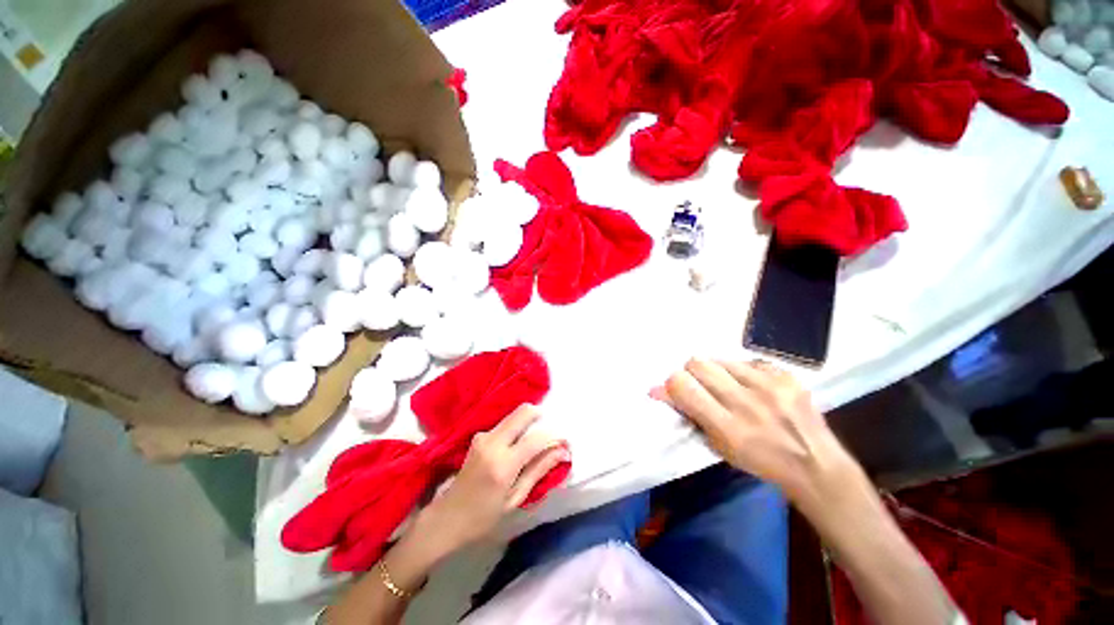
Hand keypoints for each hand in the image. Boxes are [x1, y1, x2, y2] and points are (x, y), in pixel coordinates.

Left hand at [415, 404, 569, 552]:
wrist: (446, 518)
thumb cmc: (483, 517)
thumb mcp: (515, 499)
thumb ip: (539, 470)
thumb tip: (562, 451)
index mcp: (503, 464)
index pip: (536, 439)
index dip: (554, 437)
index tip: (564, 442)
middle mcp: (492, 442)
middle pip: (523, 412)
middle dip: (540, 416)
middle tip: (549, 433)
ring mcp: (483, 436)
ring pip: (514, 415)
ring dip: (528, 423)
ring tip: (533, 444)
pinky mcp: (479, 435)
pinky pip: (505, 423)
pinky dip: (516, 428)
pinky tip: (516, 446)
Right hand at [656, 358, 867, 514]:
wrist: (815, 465)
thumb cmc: (758, 461)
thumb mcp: (717, 445)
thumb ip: (687, 413)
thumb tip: (655, 389)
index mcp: (726, 426)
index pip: (682, 385)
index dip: (673, 383)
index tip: (679, 389)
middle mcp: (745, 402)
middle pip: (698, 363)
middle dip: (693, 372)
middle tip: (703, 386)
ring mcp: (769, 385)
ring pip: (720, 359)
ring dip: (718, 372)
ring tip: (731, 387)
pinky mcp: (786, 375)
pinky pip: (748, 361)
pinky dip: (743, 372)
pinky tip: (754, 387)